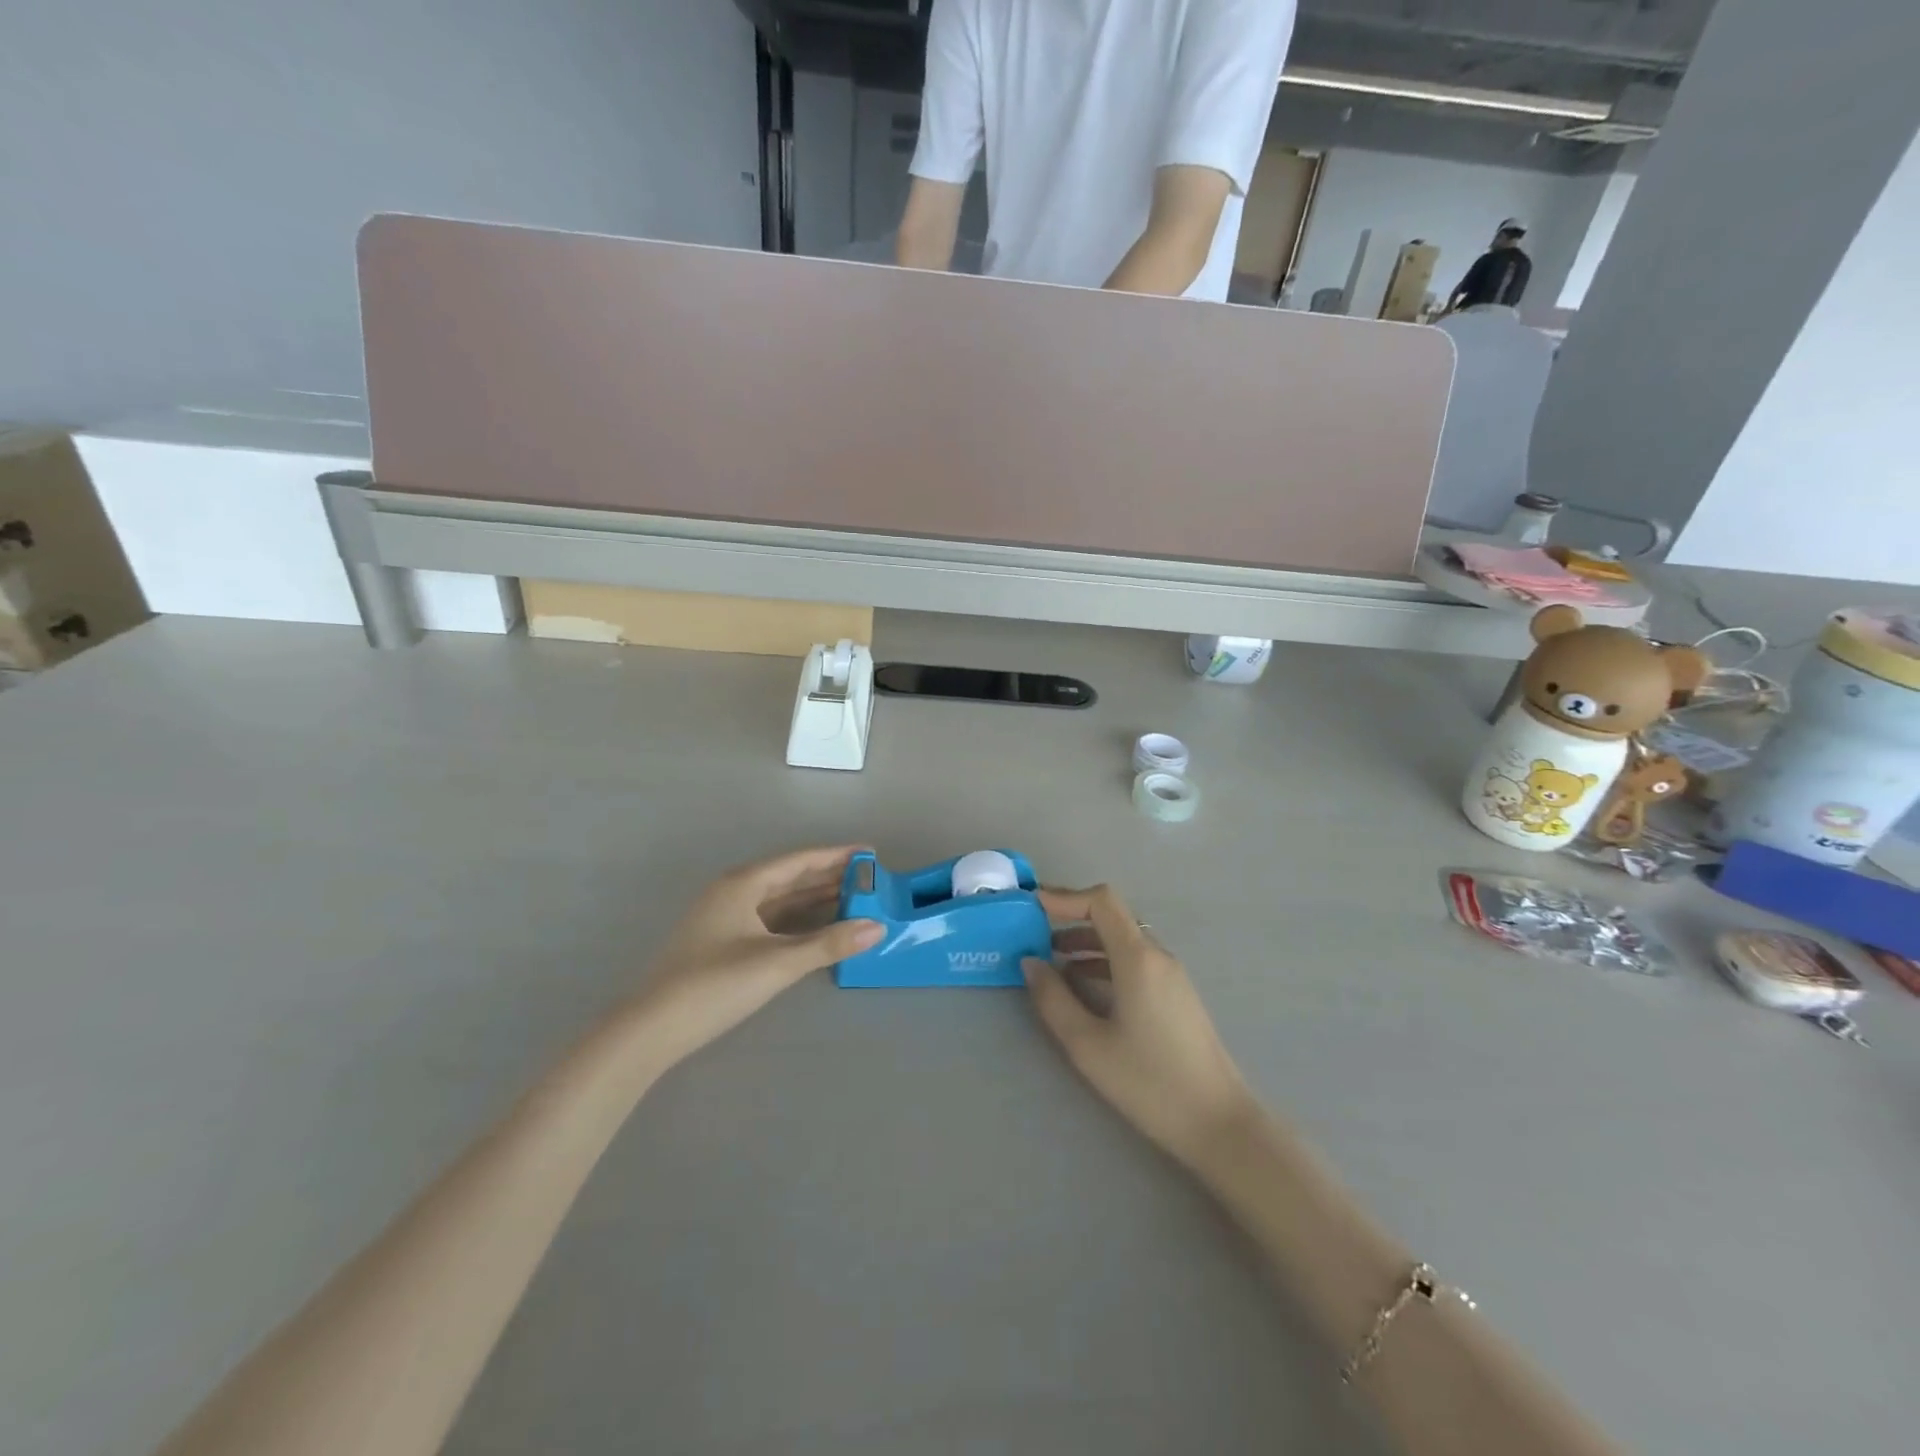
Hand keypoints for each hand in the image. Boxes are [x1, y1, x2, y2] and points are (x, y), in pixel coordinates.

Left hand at [627, 846, 883, 1069]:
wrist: (651, 1028)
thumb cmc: (715, 984)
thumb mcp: (777, 963)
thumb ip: (829, 943)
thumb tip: (878, 927)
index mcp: (743, 883)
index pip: (800, 860)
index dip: (837, 856)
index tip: (870, 854)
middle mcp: (734, 892)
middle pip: (790, 877)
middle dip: (829, 877)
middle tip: (869, 880)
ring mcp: (725, 917)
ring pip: (779, 900)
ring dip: (814, 900)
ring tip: (853, 900)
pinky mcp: (722, 942)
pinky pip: (769, 920)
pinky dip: (797, 921)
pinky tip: (817, 929)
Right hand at [1023, 885, 1255, 1165]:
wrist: (1219, 1124)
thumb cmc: (1149, 1082)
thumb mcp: (1087, 1044)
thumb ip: (1053, 999)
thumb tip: (1031, 963)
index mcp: (1138, 958)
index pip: (1101, 901)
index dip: (1064, 897)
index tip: (1031, 907)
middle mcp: (1157, 956)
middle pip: (1111, 916)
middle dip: (1070, 918)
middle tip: (1033, 933)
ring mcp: (1171, 975)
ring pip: (1123, 939)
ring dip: (1085, 941)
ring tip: (1050, 961)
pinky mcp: (1176, 995)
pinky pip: (1135, 960)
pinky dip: (1103, 960)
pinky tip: (1083, 986)